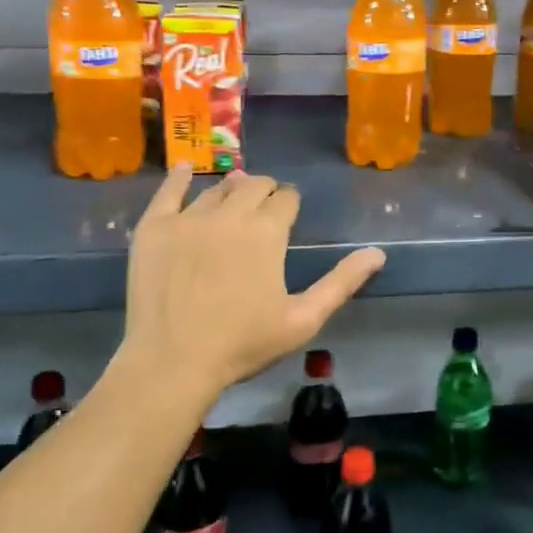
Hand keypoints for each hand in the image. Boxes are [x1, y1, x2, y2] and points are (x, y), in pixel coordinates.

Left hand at [117, 167, 385, 399]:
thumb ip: (341, 282)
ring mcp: (187, 218)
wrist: (172, 362)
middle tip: (265, 208)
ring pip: (216, 188)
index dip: (290, 203)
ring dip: (231, 189)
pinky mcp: (154, 228)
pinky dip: (178, 178)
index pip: (286, 198)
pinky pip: (167, 192)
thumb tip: (378, 253)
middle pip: (253, 185)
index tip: (289, 214)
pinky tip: (184, 170)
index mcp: (267, 231)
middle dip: (264, 191)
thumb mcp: (303, 319)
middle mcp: (229, 213)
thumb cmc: (243, 344)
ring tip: (234, 196)